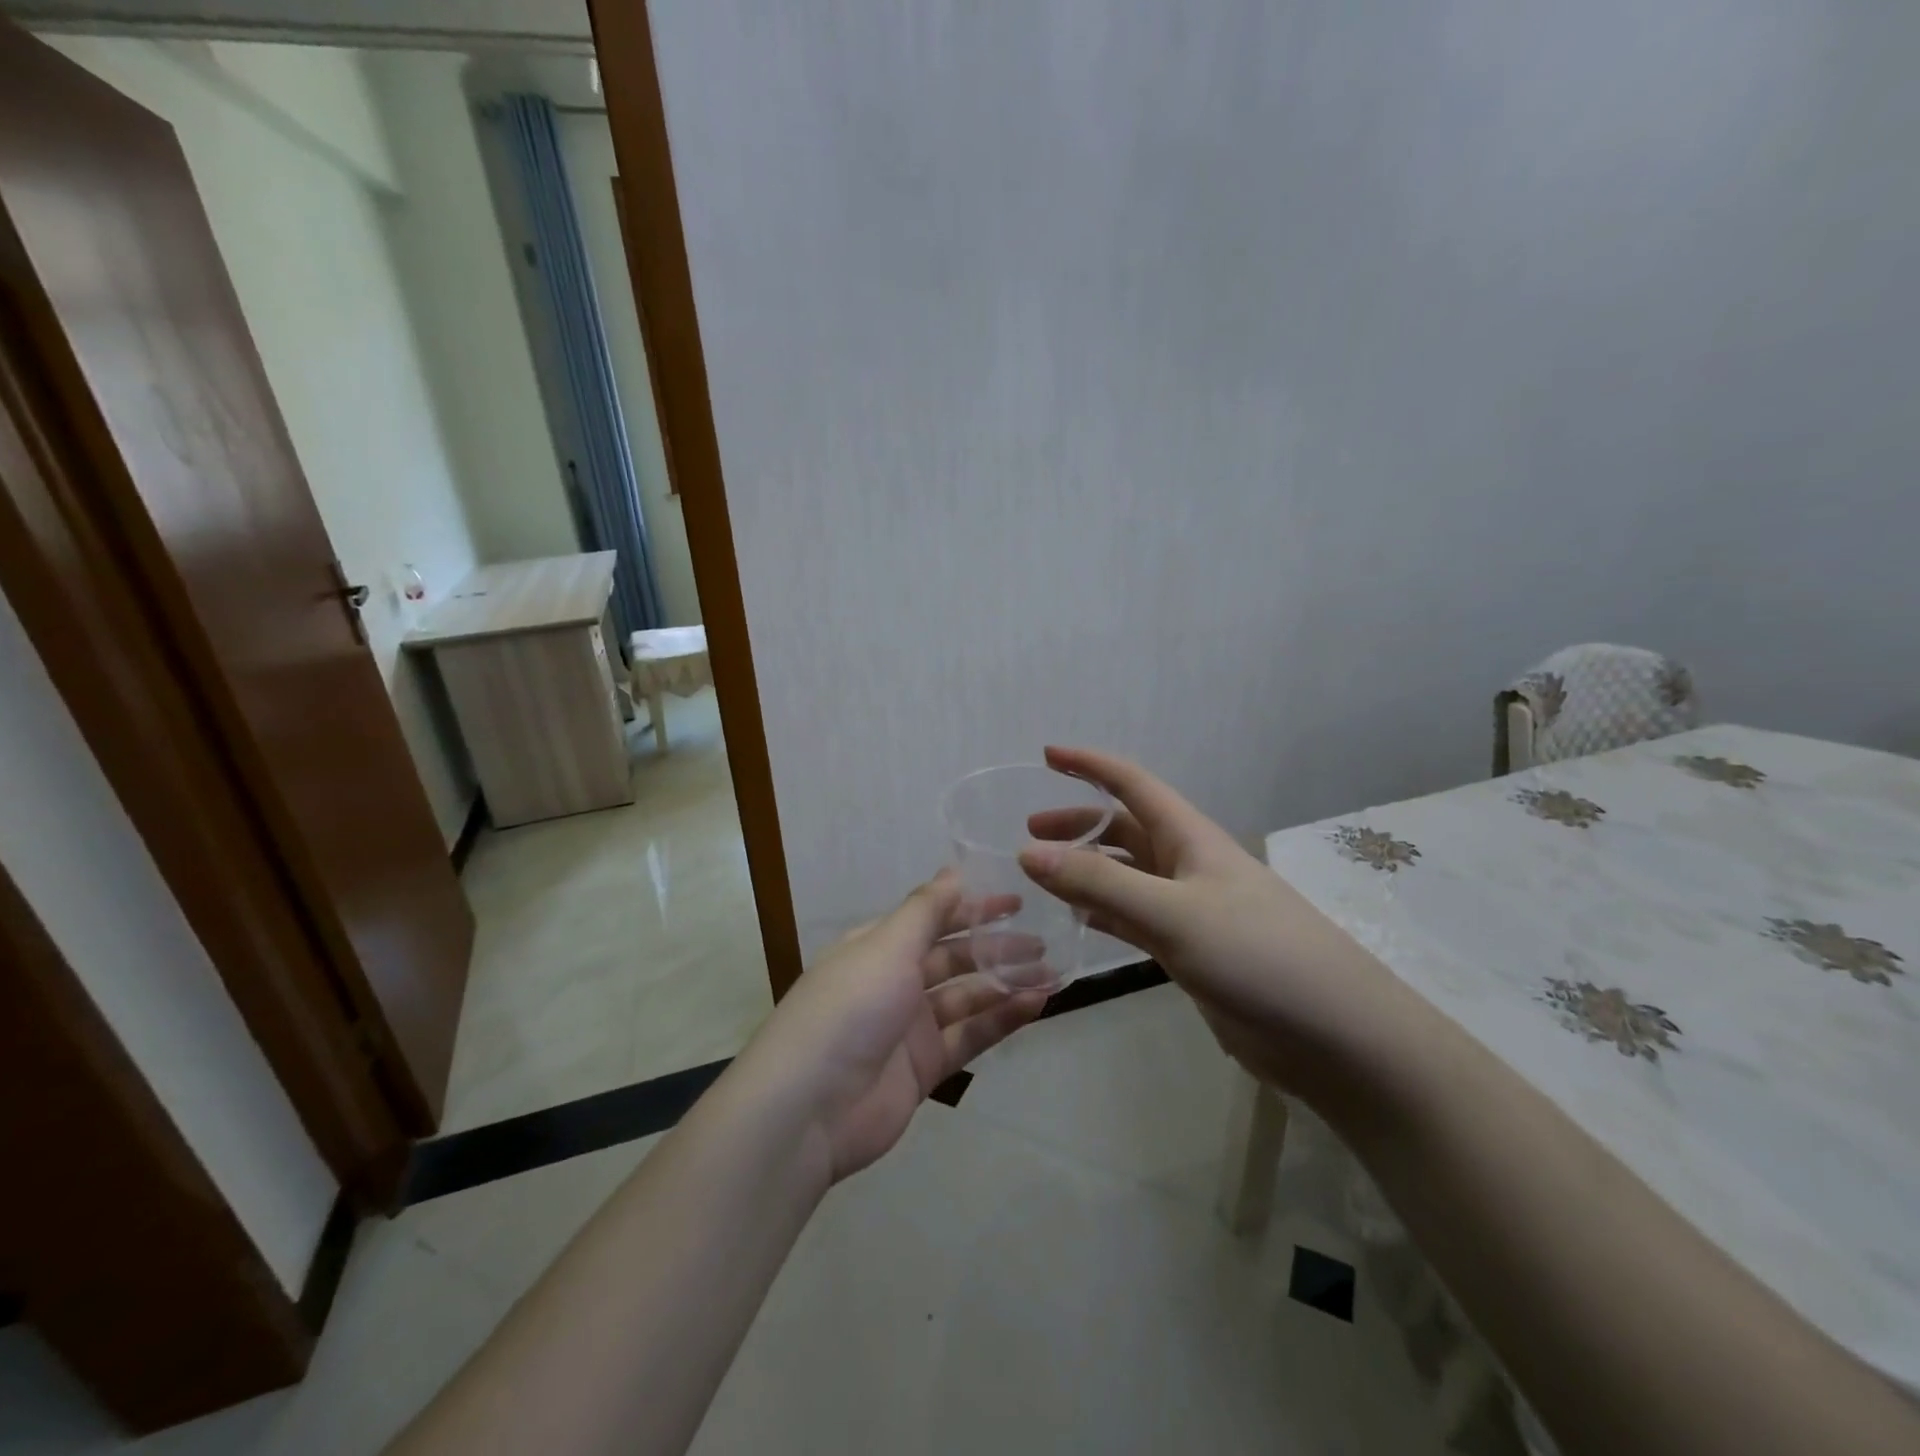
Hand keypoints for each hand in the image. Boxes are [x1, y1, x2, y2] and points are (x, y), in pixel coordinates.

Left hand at [741, 870, 1046, 1183]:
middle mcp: (894, 980)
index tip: (1016, 902)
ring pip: (967, 996)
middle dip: (996, 947)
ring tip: (1051, 973)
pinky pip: (970, 1035)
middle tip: (1043, 941)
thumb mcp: (887, 946)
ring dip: (1006, 983)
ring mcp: (909, 1026)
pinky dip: (1001, 1020)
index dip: (972, 908)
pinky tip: (1035, 1005)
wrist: (809, 1108)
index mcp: (878, 946)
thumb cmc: (850, 1007)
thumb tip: (953, 870)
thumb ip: (926, 909)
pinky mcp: (925, 1067)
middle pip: (953, 957)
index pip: (932, 918)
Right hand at [1020, 746, 1414, 1097]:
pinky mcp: (1192, 952)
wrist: (1335, 1035)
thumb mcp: (1173, 913)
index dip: (1090, 765)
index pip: (1133, 784)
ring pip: (1126, 878)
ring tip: (1042, 878)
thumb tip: (1028, 852)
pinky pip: (1135, 920)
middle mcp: (1188, 866)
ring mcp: (1191, 911)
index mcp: (1190, 838)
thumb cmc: (1257, 954)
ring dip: (1086, 872)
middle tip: (1029, 835)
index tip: (1047, 756)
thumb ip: (1099, 884)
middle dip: (1078, 824)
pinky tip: (1078, 923)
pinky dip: (1103, 915)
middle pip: (1124, 831)